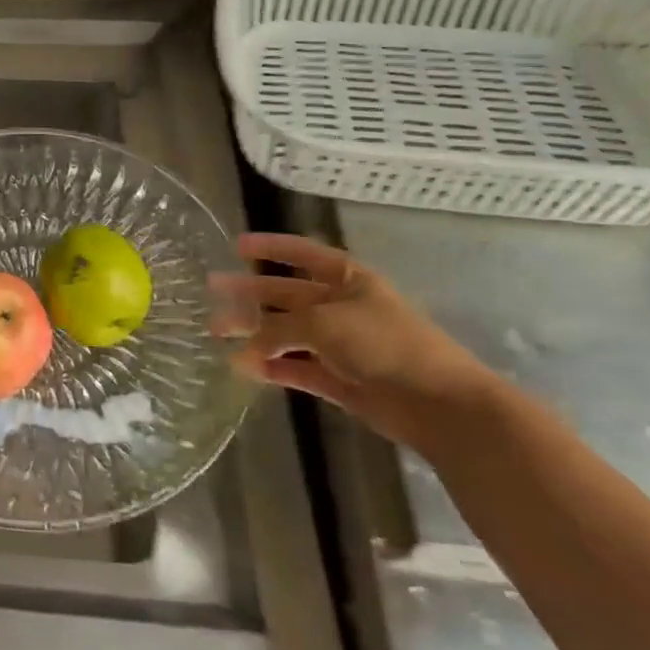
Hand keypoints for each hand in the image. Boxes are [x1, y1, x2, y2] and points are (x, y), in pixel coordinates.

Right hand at [211, 233, 496, 450]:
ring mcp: (340, 344)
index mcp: (347, 279)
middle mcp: (341, 306)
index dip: (271, 247)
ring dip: (254, 333)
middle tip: (212, 292)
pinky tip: (245, 367)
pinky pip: (296, 367)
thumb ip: (276, 329)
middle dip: (250, 293)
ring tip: (216, 334)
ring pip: (286, 332)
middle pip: (286, 294)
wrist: (438, 403)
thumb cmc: (384, 344)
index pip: (302, 253)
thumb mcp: (322, 323)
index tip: (236, 245)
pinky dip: (272, 366)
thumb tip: (240, 349)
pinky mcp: (338, 379)